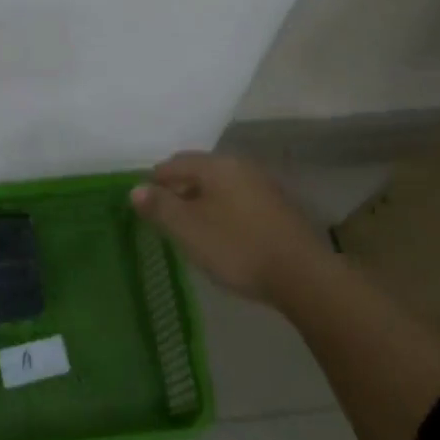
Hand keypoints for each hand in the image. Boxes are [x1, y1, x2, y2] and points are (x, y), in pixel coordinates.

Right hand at [132, 151, 328, 303]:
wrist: (303, 276)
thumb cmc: (237, 247)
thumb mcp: (188, 229)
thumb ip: (160, 206)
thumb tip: (136, 189)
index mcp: (216, 165)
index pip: (174, 163)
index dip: (154, 182)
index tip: (145, 205)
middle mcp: (240, 166)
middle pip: (198, 171)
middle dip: (178, 190)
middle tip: (165, 218)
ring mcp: (263, 186)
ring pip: (221, 186)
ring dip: (202, 202)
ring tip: (192, 229)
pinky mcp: (279, 208)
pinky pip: (239, 201)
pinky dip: (224, 211)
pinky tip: (224, 235)